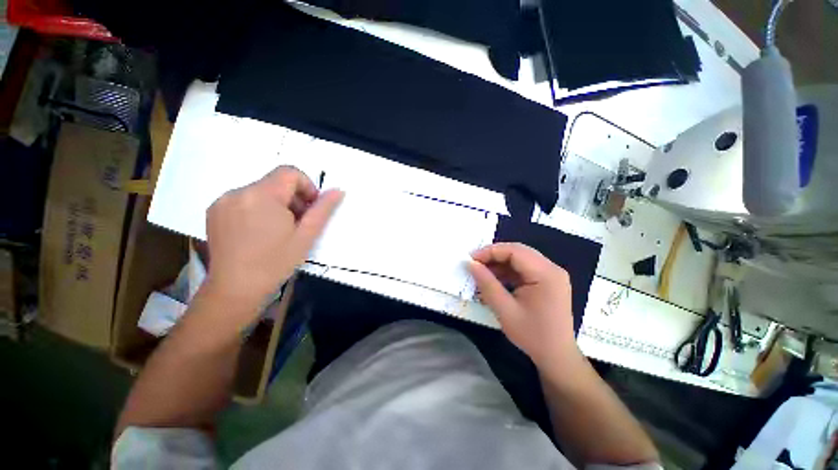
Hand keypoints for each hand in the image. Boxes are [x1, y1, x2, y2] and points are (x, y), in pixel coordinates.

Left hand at [203, 166, 342, 316]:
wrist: (235, 290)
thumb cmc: (276, 262)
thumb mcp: (306, 236)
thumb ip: (323, 209)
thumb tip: (338, 190)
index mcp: (262, 195)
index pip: (289, 172)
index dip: (307, 186)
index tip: (310, 209)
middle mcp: (238, 192)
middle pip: (275, 182)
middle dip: (293, 198)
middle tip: (298, 223)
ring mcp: (223, 201)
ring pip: (261, 191)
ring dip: (276, 204)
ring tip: (279, 230)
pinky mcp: (214, 211)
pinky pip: (245, 199)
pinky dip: (259, 209)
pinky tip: (260, 232)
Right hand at [468, 243, 578, 367]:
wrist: (557, 357)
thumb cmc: (532, 335)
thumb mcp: (505, 310)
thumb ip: (487, 284)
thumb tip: (471, 264)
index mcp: (546, 274)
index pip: (515, 251)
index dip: (490, 251)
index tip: (471, 259)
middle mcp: (552, 269)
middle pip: (518, 252)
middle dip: (494, 256)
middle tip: (475, 264)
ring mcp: (551, 274)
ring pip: (520, 259)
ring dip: (500, 263)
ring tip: (482, 273)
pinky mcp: (548, 281)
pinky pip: (524, 269)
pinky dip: (508, 272)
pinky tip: (495, 280)